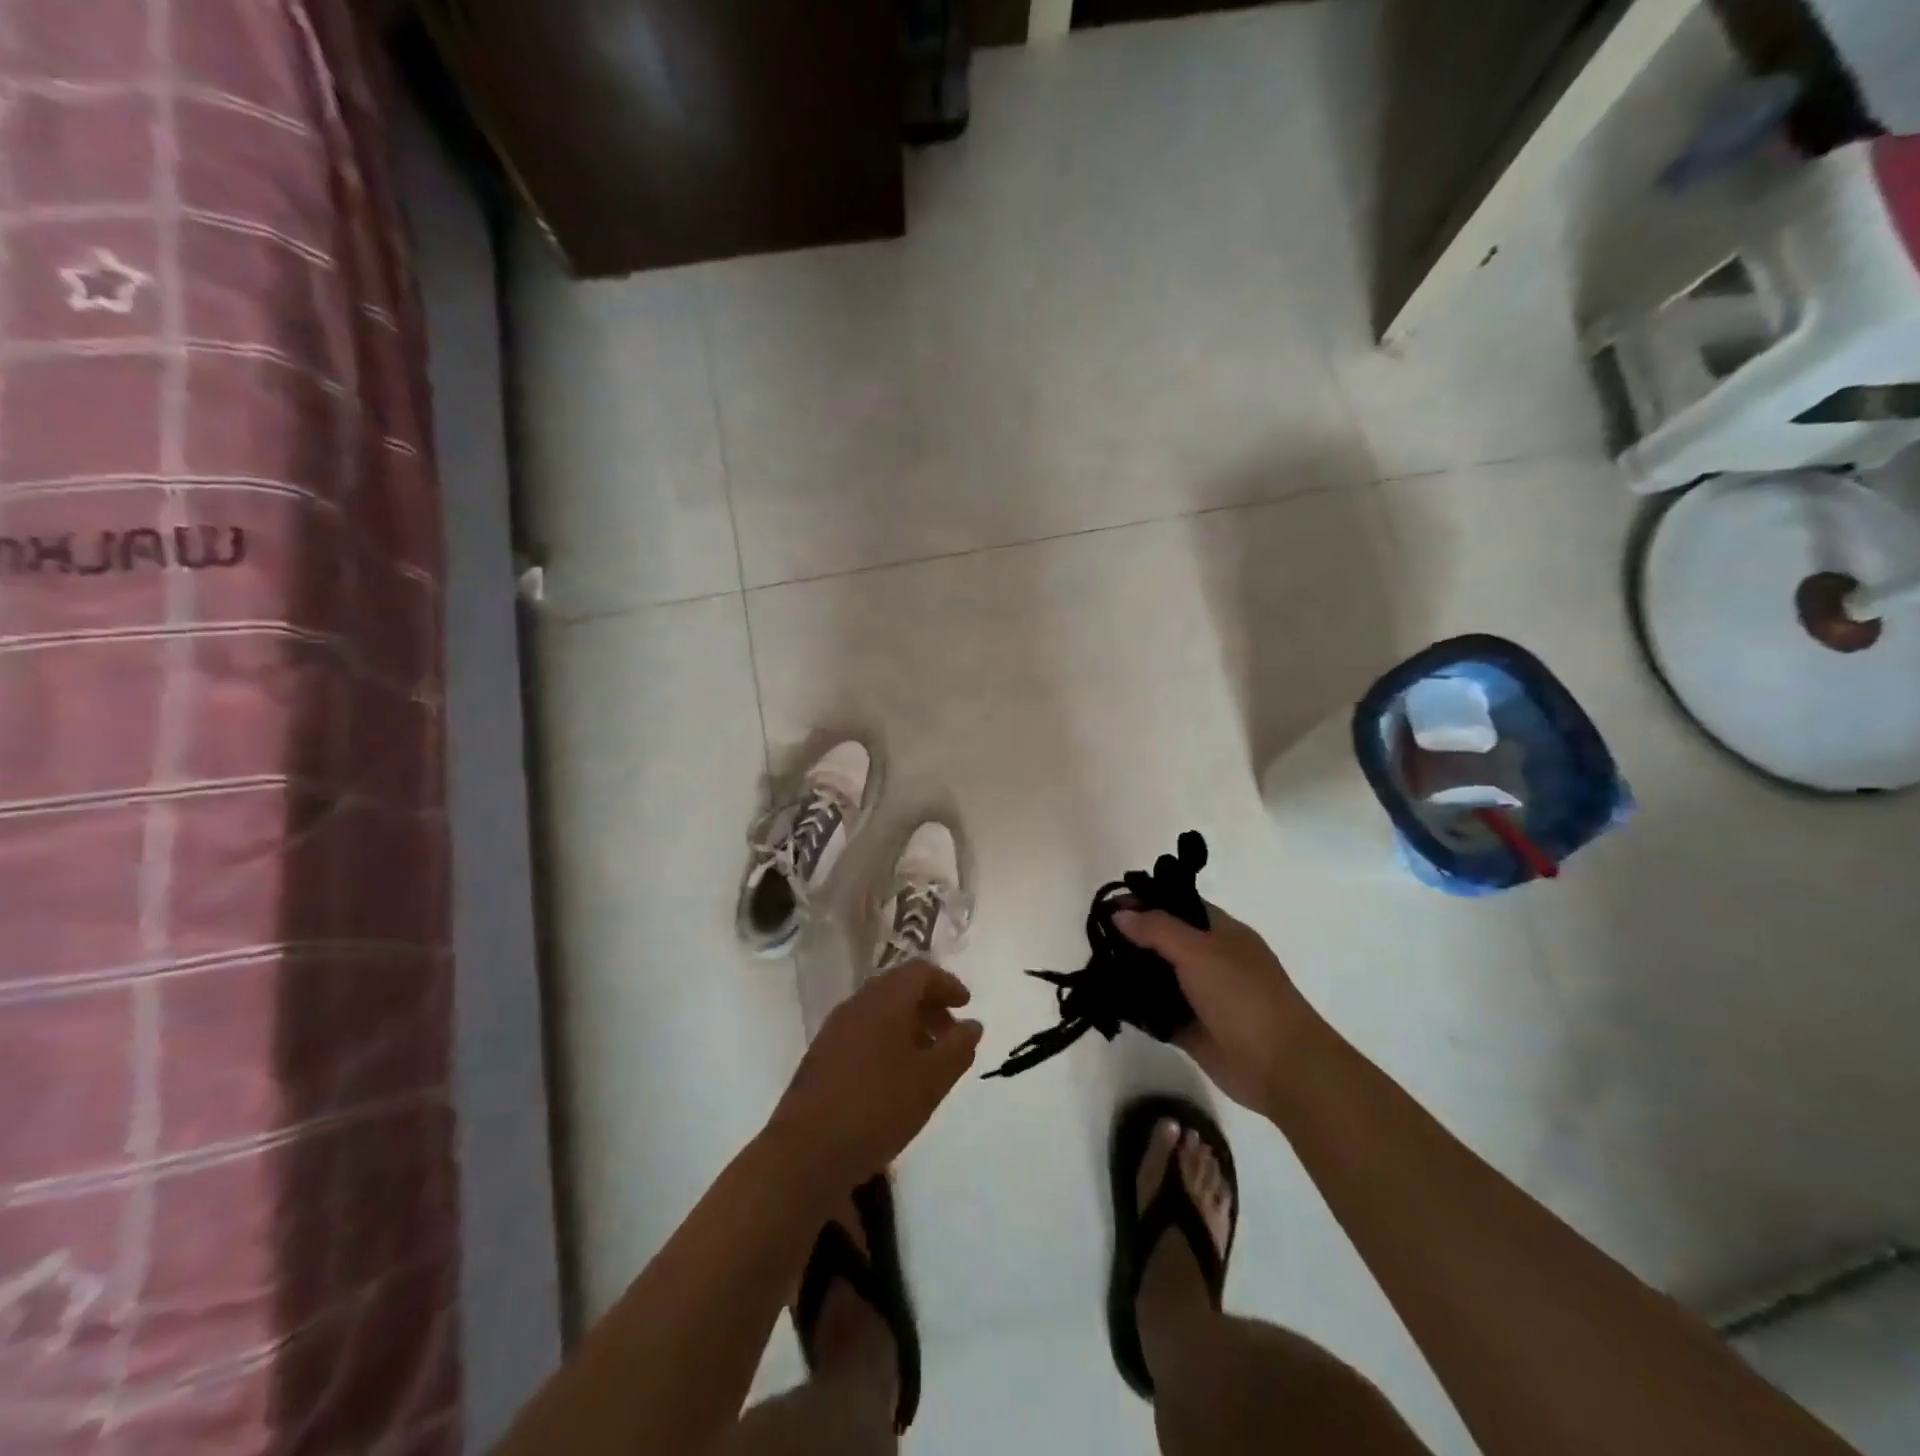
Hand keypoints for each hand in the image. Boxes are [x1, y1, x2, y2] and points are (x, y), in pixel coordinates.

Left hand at [768, 960, 982, 1188]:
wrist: (806, 1152)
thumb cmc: (877, 1108)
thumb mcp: (931, 1080)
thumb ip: (957, 1048)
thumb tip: (972, 1024)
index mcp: (884, 1000)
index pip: (920, 972)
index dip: (947, 984)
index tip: (967, 1006)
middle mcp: (857, 1004)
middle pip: (898, 988)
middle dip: (929, 1005)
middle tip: (951, 1034)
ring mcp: (834, 1029)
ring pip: (879, 1011)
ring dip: (908, 1025)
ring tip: (927, 1059)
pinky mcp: (821, 1056)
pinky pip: (862, 1032)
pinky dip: (886, 1040)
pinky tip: (895, 1077)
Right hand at [1114, 904, 1321, 1111]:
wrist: (1281, 1067)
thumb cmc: (1244, 996)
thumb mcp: (1200, 951)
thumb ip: (1157, 929)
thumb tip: (1119, 913)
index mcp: (1221, 932)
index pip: (1178, 905)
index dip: (1145, 901)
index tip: (1107, 906)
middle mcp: (1210, 959)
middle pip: (1164, 940)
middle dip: (1131, 937)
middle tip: (1094, 939)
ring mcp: (1201, 995)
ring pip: (1158, 976)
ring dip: (1130, 973)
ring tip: (1094, 969)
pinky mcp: (1191, 1028)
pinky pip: (1157, 1011)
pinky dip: (1136, 1007)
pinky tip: (1109, 1002)